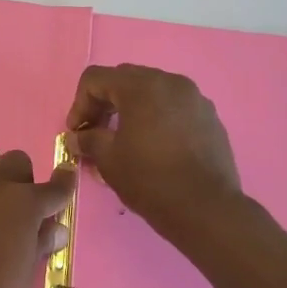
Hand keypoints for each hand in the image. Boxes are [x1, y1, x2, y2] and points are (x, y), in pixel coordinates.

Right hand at [64, 64, 243, 249]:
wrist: (205, 208)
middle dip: (104, 102)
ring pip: (152, 92)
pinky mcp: (210, 118)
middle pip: (125, 80)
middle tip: (96, 132)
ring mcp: (195, 98)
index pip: (96, 78)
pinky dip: (157, 118)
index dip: (79, 104)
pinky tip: (154, 147)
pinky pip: (174, 107)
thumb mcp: (108, 160)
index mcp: (141, 87)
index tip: (77, 132)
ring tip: (125, 139)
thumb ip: (88, 140)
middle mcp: (170, 82)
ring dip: (131, 109)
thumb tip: (76, 137)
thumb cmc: (149, 179)